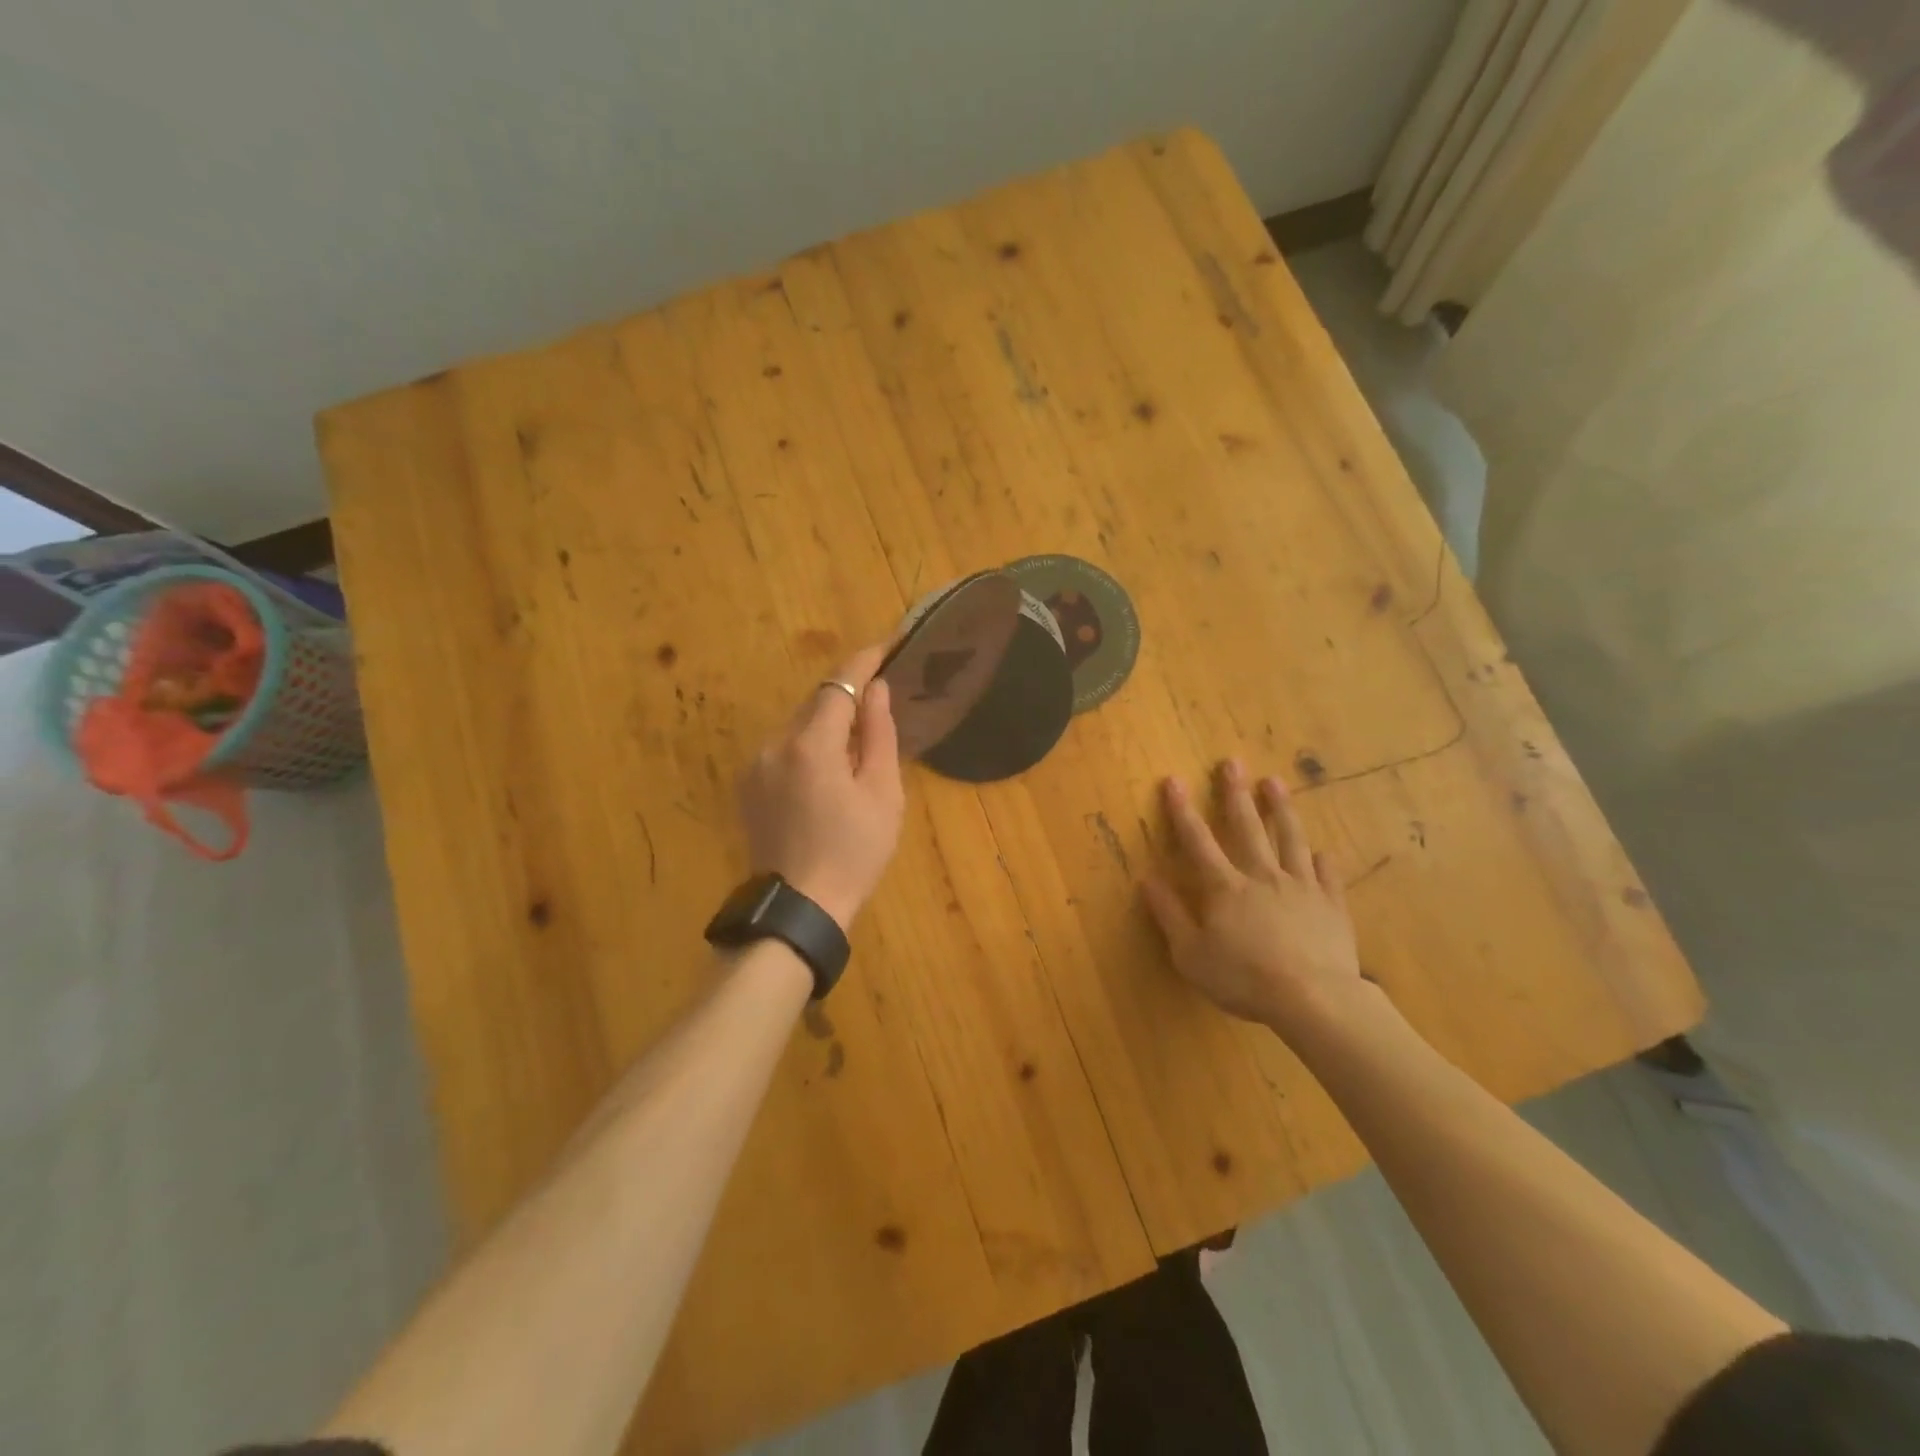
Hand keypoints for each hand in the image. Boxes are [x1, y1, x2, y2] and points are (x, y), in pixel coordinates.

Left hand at [738, 646, 905, 931]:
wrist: (800, 907)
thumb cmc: (854, 852)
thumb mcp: (882, 794)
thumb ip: (879, 735)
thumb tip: (876, 690)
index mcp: (811, 745)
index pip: (839, 684)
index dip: (864, 661)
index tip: (887, 644)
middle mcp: (775, 744)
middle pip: (816, 703)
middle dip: (847, 694)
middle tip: (880, 698)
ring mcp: (755, 765)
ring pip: (798, 725)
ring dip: (827, 722)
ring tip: (857, 744)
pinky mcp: (747, 785)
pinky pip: (783, 748)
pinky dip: (808, 745)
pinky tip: (826, 772)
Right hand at [1141, 760, 1378, 1036]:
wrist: (1314, 999)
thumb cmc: (1244, 978)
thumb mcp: (1191, 954)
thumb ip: (1169, 915)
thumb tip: (1148, 879)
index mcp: (1225, 887)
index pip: (1198, 841)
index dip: (1182, 810)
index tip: (1174, 780)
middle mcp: (1262, 876)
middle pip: (1247, 827)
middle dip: (1236, 793)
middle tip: (1232, 762)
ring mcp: (1301, 887)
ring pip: (1290, 839)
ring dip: (1281, 809)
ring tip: (1275, 782)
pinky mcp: (1331, 905)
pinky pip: (1327, 876)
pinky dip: (1322, 862)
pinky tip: (1322, 852)